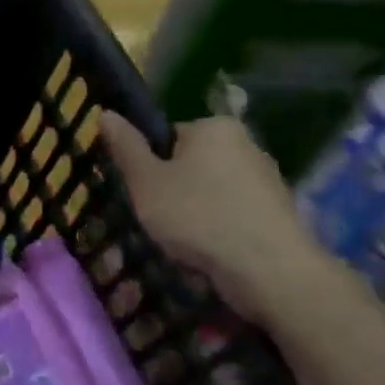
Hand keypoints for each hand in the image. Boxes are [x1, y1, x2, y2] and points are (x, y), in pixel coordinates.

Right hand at [99, 113, 323, 324]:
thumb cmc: (198, 217)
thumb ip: (125, 147)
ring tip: (182, 244)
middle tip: (156, 220)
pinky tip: (209, 253)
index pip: (166, 136)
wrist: (269, 271)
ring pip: (210, 192)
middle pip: (189, 164)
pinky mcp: (278, 212)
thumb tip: (106, 113)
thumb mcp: (145, 181)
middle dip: (171, 190)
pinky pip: (232, 215)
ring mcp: (267, 179)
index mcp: (214, 128)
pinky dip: (217, 230)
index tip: (141, 193)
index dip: (148, 165)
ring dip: (193, 213)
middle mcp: (247, 144)